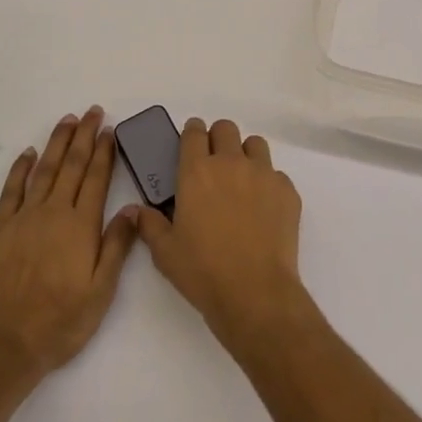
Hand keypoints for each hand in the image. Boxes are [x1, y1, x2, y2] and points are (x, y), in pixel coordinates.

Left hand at [0, 107, 136, 380]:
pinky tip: (28, 153)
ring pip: (44, 169)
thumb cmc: (61, 322)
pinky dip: (20, 168)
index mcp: (81, 225)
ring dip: (57, 142)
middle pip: (72, 165)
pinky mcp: (0, 230)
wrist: (5, 344)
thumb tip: (133, 208)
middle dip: (84, 135)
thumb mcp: (101, 291)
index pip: (96, 177)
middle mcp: (54, 212)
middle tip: (92, 112)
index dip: (104, 151)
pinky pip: (12, 190)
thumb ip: (117, 246)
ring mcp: (25, 218)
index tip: (109, 129)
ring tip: (67, 120)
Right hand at [131, 117, 312, 356]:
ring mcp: (263, 173)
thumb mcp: (165, 252)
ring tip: (242, 182)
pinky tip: (264, 210)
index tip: (191, 144)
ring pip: (255, 144)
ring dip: (246, 155)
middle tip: (215, 165)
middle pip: (226, 128)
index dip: (192, 133)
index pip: (194, 132)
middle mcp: (231, 162)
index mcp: (197, 171)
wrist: (256, 293)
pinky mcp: (287, 189)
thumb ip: (149, 224)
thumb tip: (134, 209)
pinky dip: (268, 185)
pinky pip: (276, 174)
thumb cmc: (203, 271)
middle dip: (218, 139)